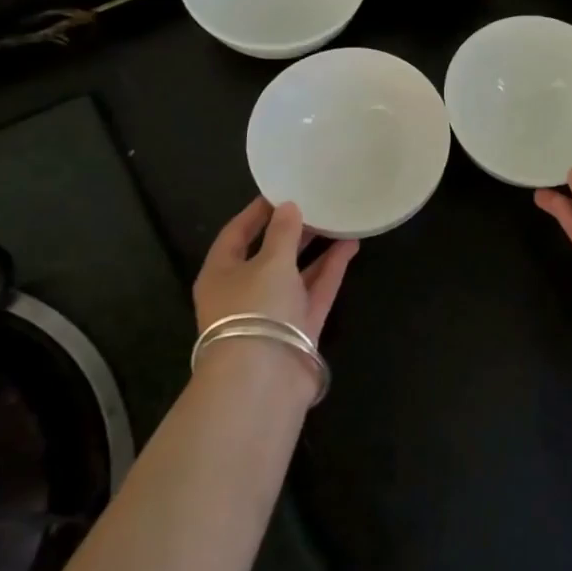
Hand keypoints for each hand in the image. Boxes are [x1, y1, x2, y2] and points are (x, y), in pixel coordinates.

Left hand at [192, 198, 358, 344]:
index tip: (281, 191)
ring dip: (316, 249)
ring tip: (339, 220)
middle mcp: (244, 291)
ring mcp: (274, 311)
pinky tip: (350, 245)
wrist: (264, 379)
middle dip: (291, 230)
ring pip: (296, 273)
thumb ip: (283, 233)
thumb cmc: (255, 309)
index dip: (257, 212)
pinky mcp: (300, 327)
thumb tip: (288, 207)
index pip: (236, 234)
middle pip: (269, 254)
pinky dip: (331, 269)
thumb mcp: (270, 262)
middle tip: (316, 204)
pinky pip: (316, 290)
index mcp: (221, 274)